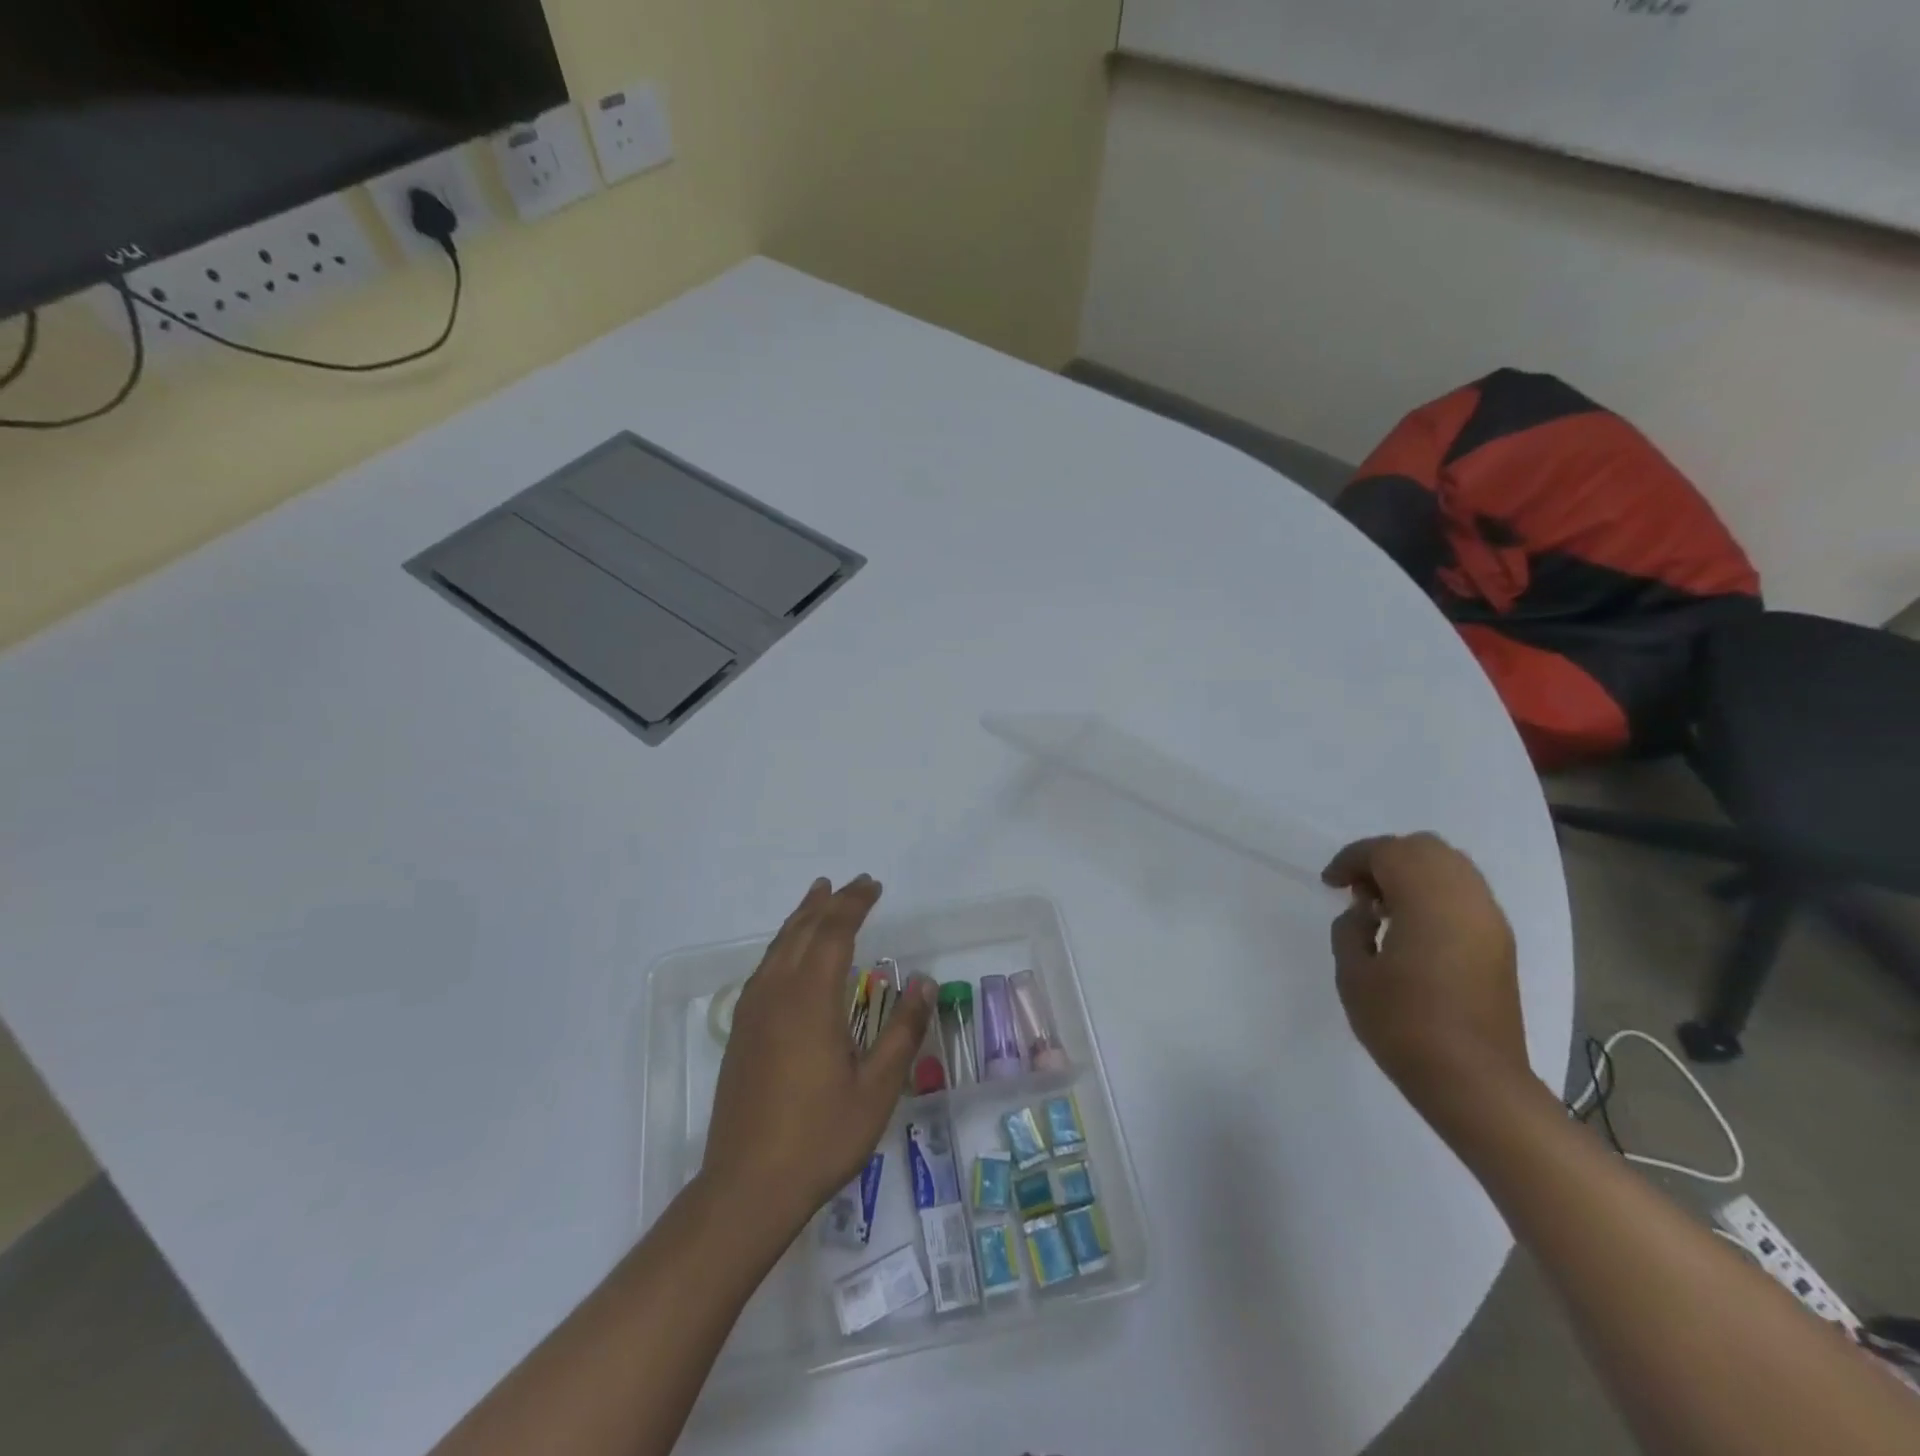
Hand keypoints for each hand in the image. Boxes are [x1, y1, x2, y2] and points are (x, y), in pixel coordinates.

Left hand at [701, 876, 936, 1236]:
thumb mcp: (877, 1088)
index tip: (874, 885)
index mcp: (810, 998)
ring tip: (818, 896)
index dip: (854, 904)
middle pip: (802, 930)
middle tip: (853, 884)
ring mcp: (752, 1011)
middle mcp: (776, 992)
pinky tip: (789, 954)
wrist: (746, 1187)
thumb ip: (902, 1030)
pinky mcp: (740, 1031)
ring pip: (778, 946)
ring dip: (801, 918)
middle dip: (829, 902)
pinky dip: (783, 944)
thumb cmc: (820, 1137)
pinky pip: (765, 968)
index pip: (834, 932)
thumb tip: (925, 981)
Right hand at [1321, 833, 1526, 1102]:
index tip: (1329, 884)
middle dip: (1384, 858)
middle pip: (1424, 848)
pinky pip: (1465, 893)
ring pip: (1451, 866)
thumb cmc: (1404, 1025)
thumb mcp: (1354, 975)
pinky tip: (1413, 927)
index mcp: (1428, 900)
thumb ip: (1351, 930)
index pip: (1387, 852)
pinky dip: (1435, 893)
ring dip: (1412, 873)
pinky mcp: (1500, 943)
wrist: (1475, 1082)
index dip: (1351, 860)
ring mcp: (1490, 920)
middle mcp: (1466, 898)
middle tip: (1357, 890)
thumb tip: (1365, 913)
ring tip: (1384, 907)